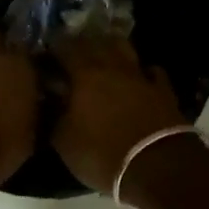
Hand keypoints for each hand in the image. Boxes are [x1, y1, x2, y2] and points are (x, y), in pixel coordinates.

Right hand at [51, 36, 185, 193]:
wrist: (158, 167)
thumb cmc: (103, 153)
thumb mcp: (64, 141)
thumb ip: (53, 115)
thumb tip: (47, 100)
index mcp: (85, 74)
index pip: (64, 47)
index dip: (53, 47)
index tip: (44, 53)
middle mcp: (113, 66)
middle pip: (96, 41)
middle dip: (81, 43)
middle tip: (70, 52)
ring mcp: (141, 76)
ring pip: (125, 49)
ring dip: (111, 48)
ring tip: (102, 56)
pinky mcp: (164, 91)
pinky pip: (151, 72)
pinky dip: (142, 71)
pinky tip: (138, 76)